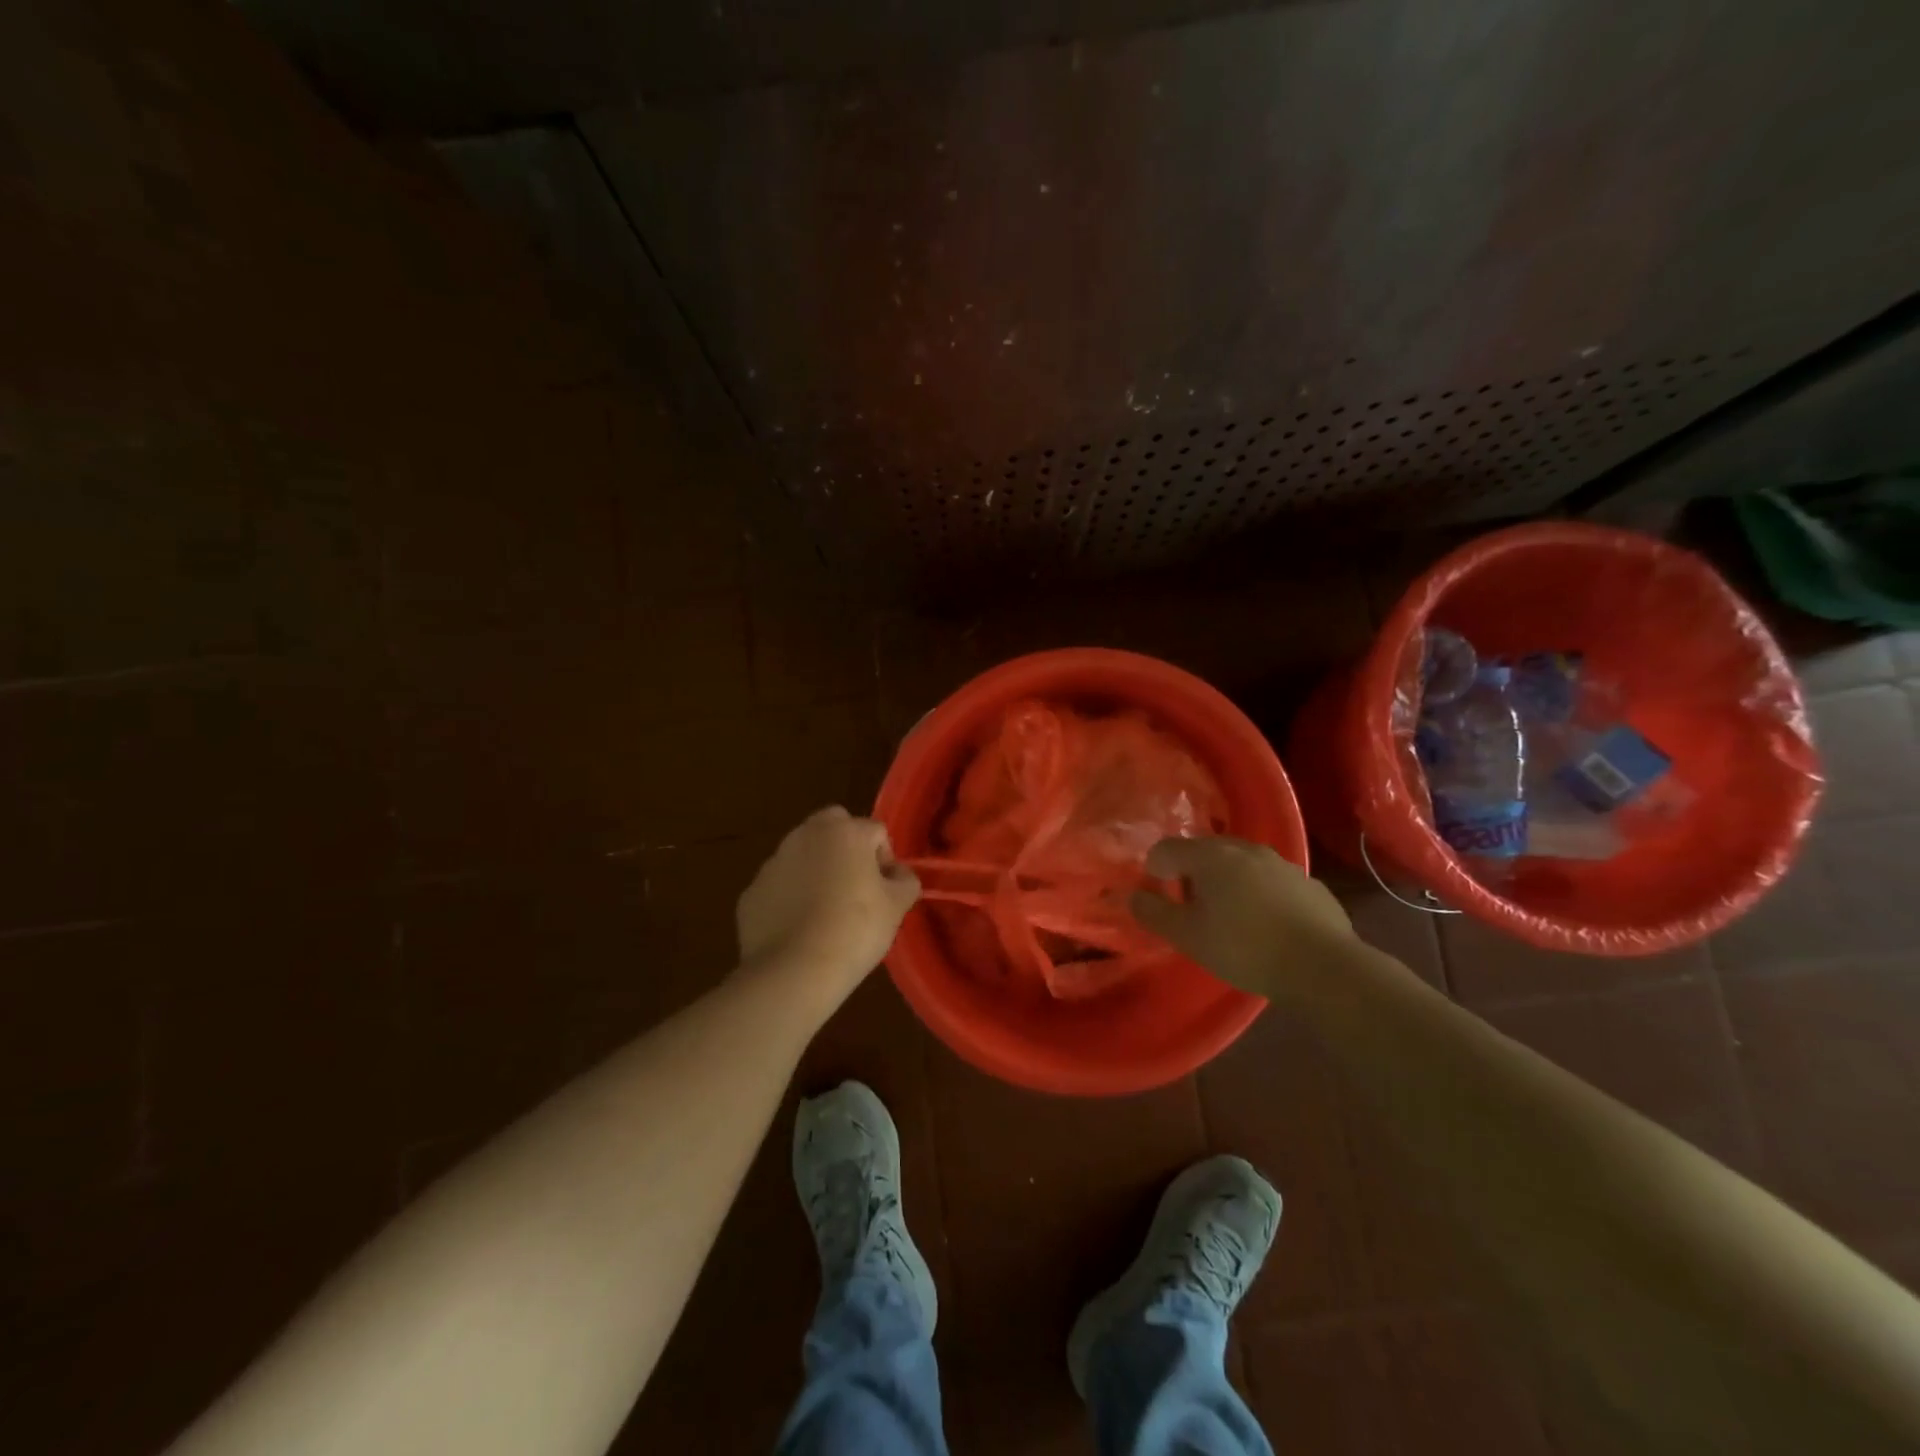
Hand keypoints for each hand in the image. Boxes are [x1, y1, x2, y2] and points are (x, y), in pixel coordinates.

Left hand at [736, 807, 920, 1003]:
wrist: (794, 970)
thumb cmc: (855, 930)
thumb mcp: (897, 906)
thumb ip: (905, 881)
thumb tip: (898, 875)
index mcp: (844, 832)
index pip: (875, 831)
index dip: (885, 859)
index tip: (885, 891)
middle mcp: (805, 835)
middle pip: (833, 827)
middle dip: (846, 847)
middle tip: (855, 886)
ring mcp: (773, 862)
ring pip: (802, 855)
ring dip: (816, 871)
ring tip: (826, 913)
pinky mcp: (752, 891)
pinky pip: (780, 886)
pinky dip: (790, 898)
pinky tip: (800, 930)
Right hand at [1130, 836, 1354, 995]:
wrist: (1322, 966)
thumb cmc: (1244, 948)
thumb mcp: (1188, 936)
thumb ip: (1155, 913)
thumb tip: (1132, 896)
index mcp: (1211, 856)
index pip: (1168, 848)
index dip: (1156, 868)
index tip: (1158, 893)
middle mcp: (1245, 849)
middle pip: (1206, 850)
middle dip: (1192, 871)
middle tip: (1190, 904)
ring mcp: (1282, 864)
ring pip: (1242, 863)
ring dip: (1228, 880)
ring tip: (1229, 914)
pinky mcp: (1310, 884)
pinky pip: (1272, 881)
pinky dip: (1260, 893)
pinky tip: (1266, 923)